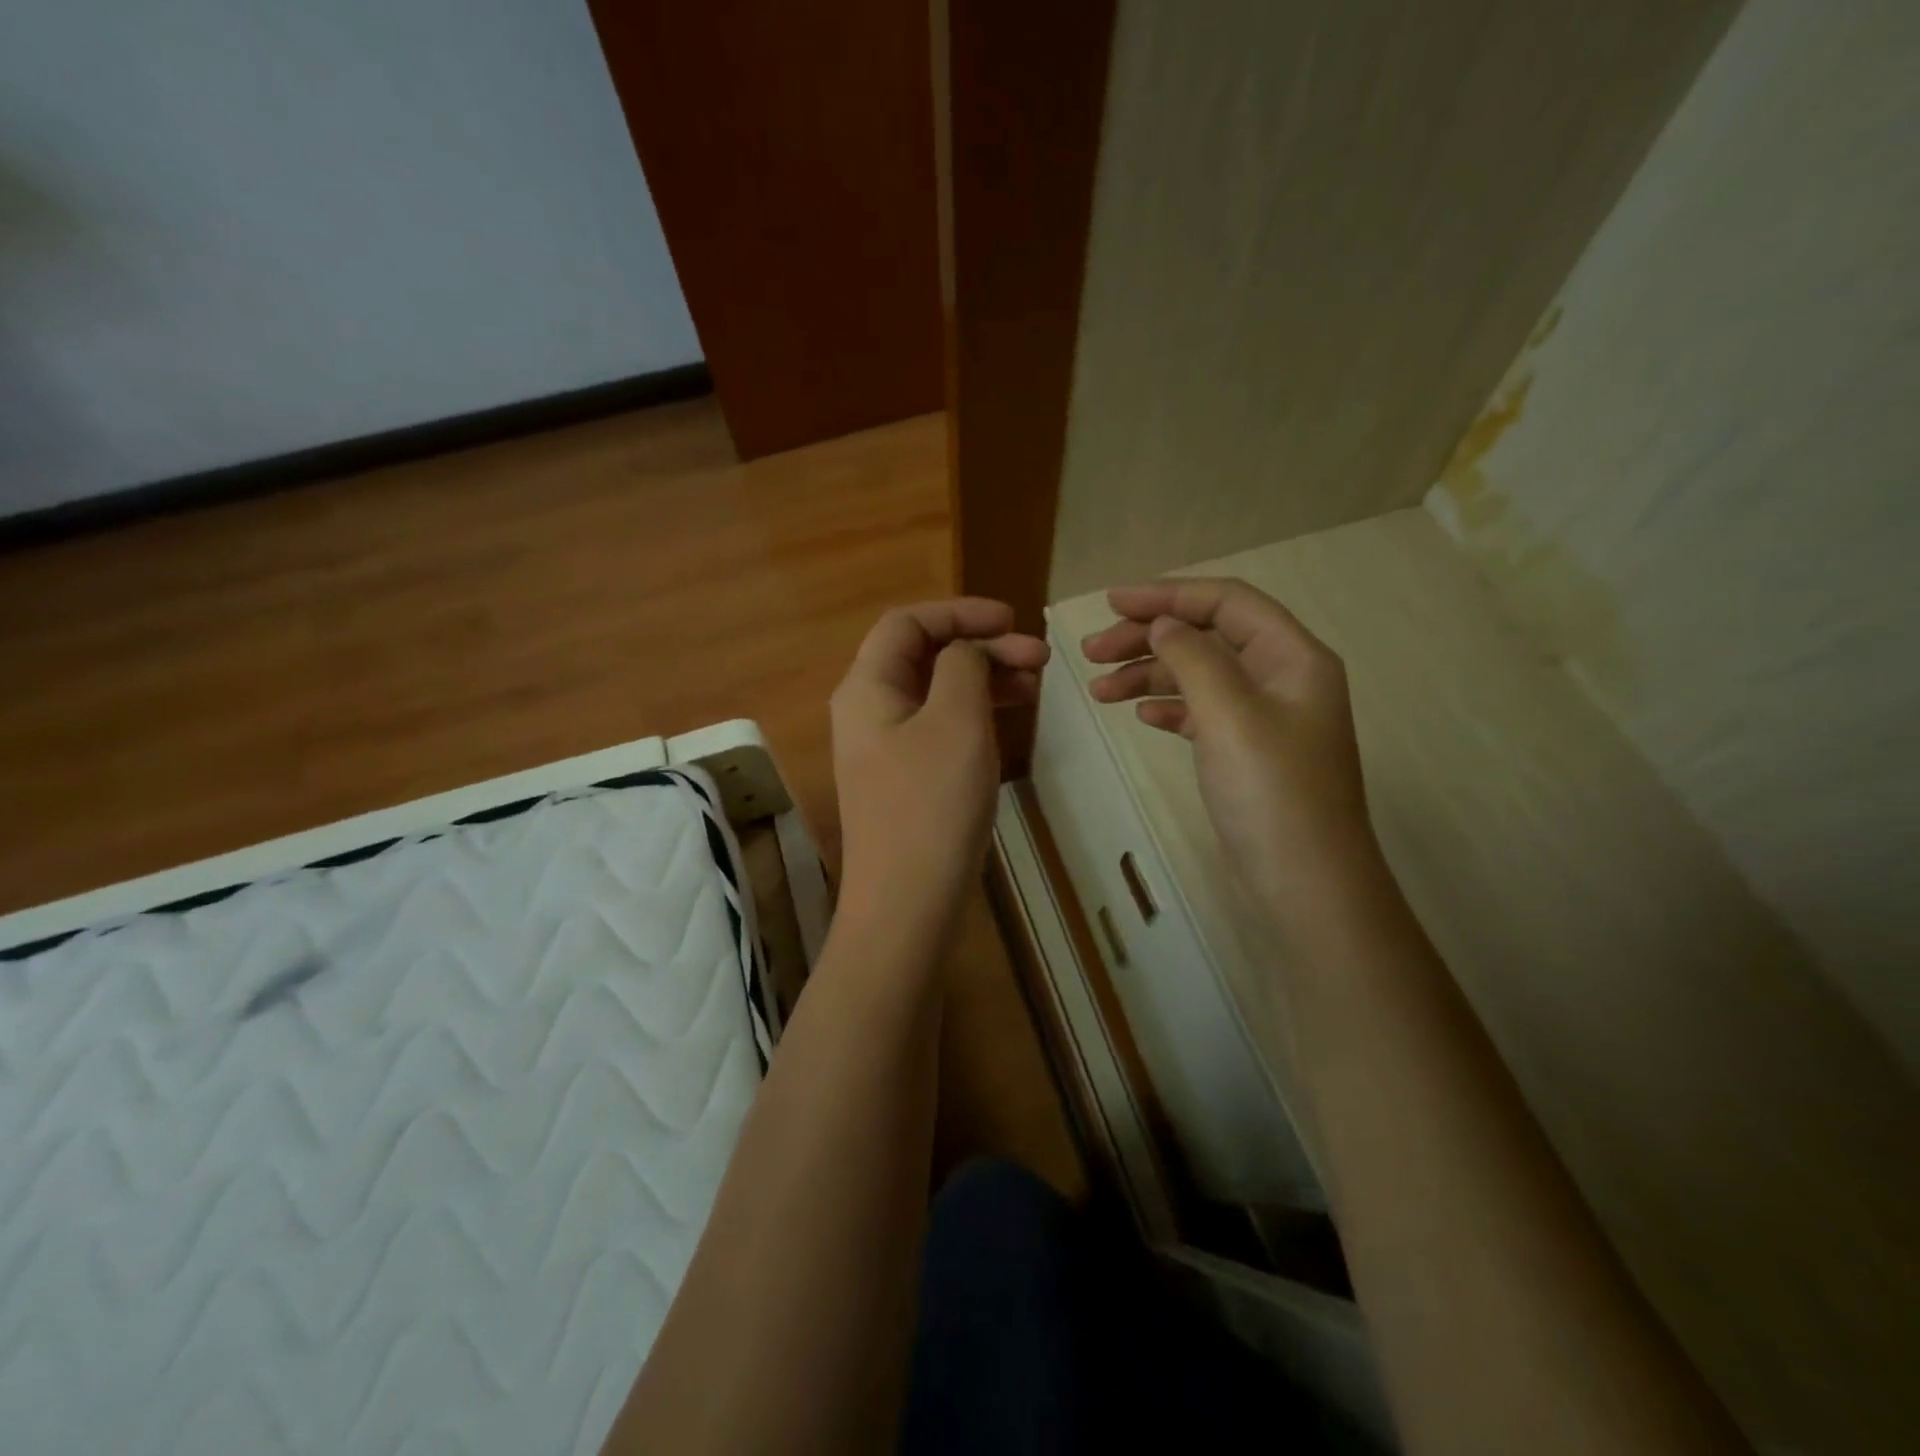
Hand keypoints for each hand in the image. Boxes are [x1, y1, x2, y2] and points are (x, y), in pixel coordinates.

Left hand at [832, 599, 1049, 933]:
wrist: (906, 905)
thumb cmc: (932, 805)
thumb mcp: (956, 721)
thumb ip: (963, 666)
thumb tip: (966, 650)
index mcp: (867, 687)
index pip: (907, 622)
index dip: (960, 612)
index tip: (1013, 621)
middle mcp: (867, 710)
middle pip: (922, 655)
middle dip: (981, 647)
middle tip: (1040, 659)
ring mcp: (883, 748)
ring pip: (935, 692)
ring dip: (982, 680)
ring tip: (1034, 686)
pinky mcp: (902, 779)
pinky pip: (937, 727)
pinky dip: (973, 715)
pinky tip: (1007, 721)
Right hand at [1081, 578, 1377, 918]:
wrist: (1305, 884)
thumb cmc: (1270, 792)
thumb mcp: (1229, 714)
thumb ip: (1193, 657)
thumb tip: (1163, 623)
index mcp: (1292, 657)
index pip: (1227, 602)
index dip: (1167, 595)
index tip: (1110, 603)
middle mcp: (1282, 678)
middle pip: (1208, 637)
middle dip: (1149, 638)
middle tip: (1091, 653)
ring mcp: (1265, 718)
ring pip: (1199, 676)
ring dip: (1149, 675)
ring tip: (1098, 691)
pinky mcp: (1248, 753)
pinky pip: (1202, 712)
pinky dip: (1169, 707)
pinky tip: (1140, 715)